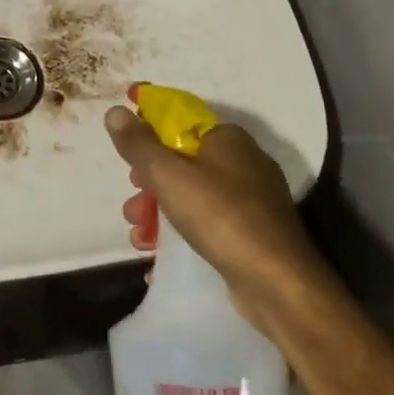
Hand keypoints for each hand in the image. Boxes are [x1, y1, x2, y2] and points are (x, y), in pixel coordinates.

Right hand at [104, 100, 326, 312]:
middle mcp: (243, 162)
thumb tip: (115, 111)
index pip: (179, 122)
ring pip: (192, 193)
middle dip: (150, 182)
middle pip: (182, 160)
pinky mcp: (253, 232)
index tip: (126, 157)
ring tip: (138, 236)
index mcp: (227, 138)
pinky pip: (208, 221)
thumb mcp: (168, 175)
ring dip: (160, 211)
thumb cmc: (220, 216)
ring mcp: (251, 199)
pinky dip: (182, 231)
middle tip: (132, 202)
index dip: (147, 135)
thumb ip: (138, 144)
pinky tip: (159, 253)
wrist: (278, 283)